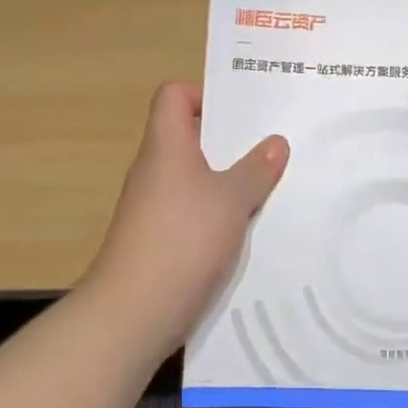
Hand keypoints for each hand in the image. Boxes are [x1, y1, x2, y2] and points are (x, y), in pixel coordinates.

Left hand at [83, 82, 288, 356]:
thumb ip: (256, 169)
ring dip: (228, 178)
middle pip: (190, 135)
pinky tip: (248, 226)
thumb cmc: (182, 239)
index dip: (204, 93)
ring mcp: (153, 206)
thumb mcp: (231, 200)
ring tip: (270, 182)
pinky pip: (193, 210)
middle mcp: (156, 169)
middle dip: (230, 138)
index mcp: (166, 144)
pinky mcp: (158, 239)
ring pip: (195, 176)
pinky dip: (218, 212)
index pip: (173, 96)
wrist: (132, 314)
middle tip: (271, 142)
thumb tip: (276, 142)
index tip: (240, 110)